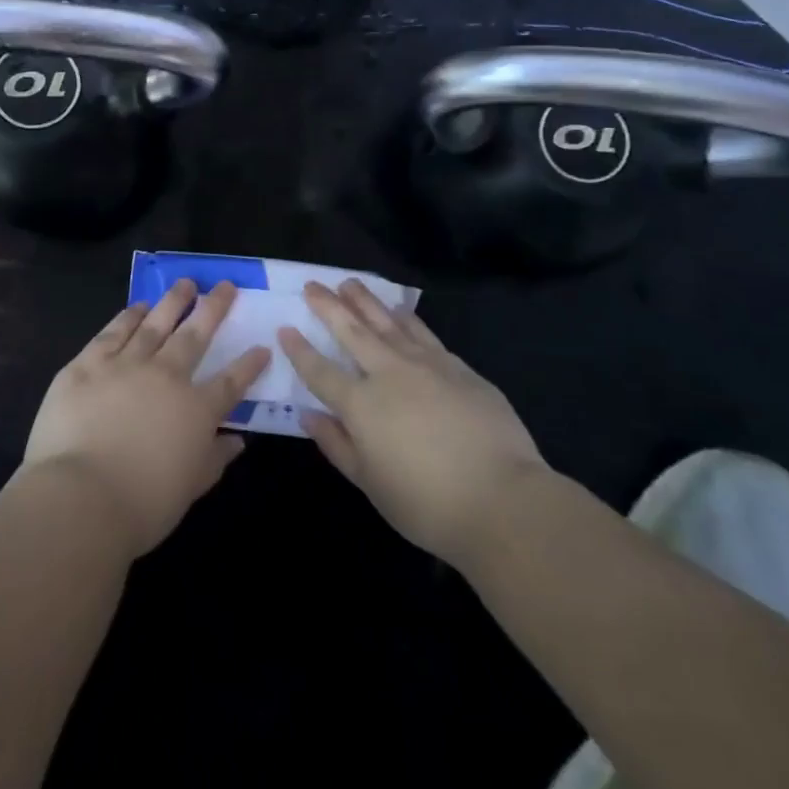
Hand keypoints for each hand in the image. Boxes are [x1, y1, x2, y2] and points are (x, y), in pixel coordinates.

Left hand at [23, 280, 268, 557]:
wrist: (80, 497)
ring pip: (155, 323)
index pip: (230, 382)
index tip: (262, 347)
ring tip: (185, 283)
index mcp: (195, 410)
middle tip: (225, 286)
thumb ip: (214, 459)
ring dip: (173, 301)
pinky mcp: (88, 364)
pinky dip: (129, 316)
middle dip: (213, 309)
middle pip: (195, 336)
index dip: (248, 365)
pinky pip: (114, 332)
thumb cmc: (142, 505)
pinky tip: (138, 307)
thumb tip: (238, 441)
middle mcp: (166, 376)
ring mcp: (125, 364)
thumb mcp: (190, 489)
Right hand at [279, 280, 546, 568]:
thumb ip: (336, 445)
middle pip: (352, 331)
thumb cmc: (427, 504)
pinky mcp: (458, 368)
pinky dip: (406, 318)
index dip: (300, 350)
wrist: (503, 500)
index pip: (320, 370)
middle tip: (313, 285)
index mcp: (361, 405)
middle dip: (328, 307)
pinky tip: (399, 310)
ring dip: (365, 301)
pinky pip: (423, 334)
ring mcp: (427, 365)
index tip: (285, 328)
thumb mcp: (370, 483)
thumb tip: (308, 415)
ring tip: (350, 284)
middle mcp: (389, 374)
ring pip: (388, 323)